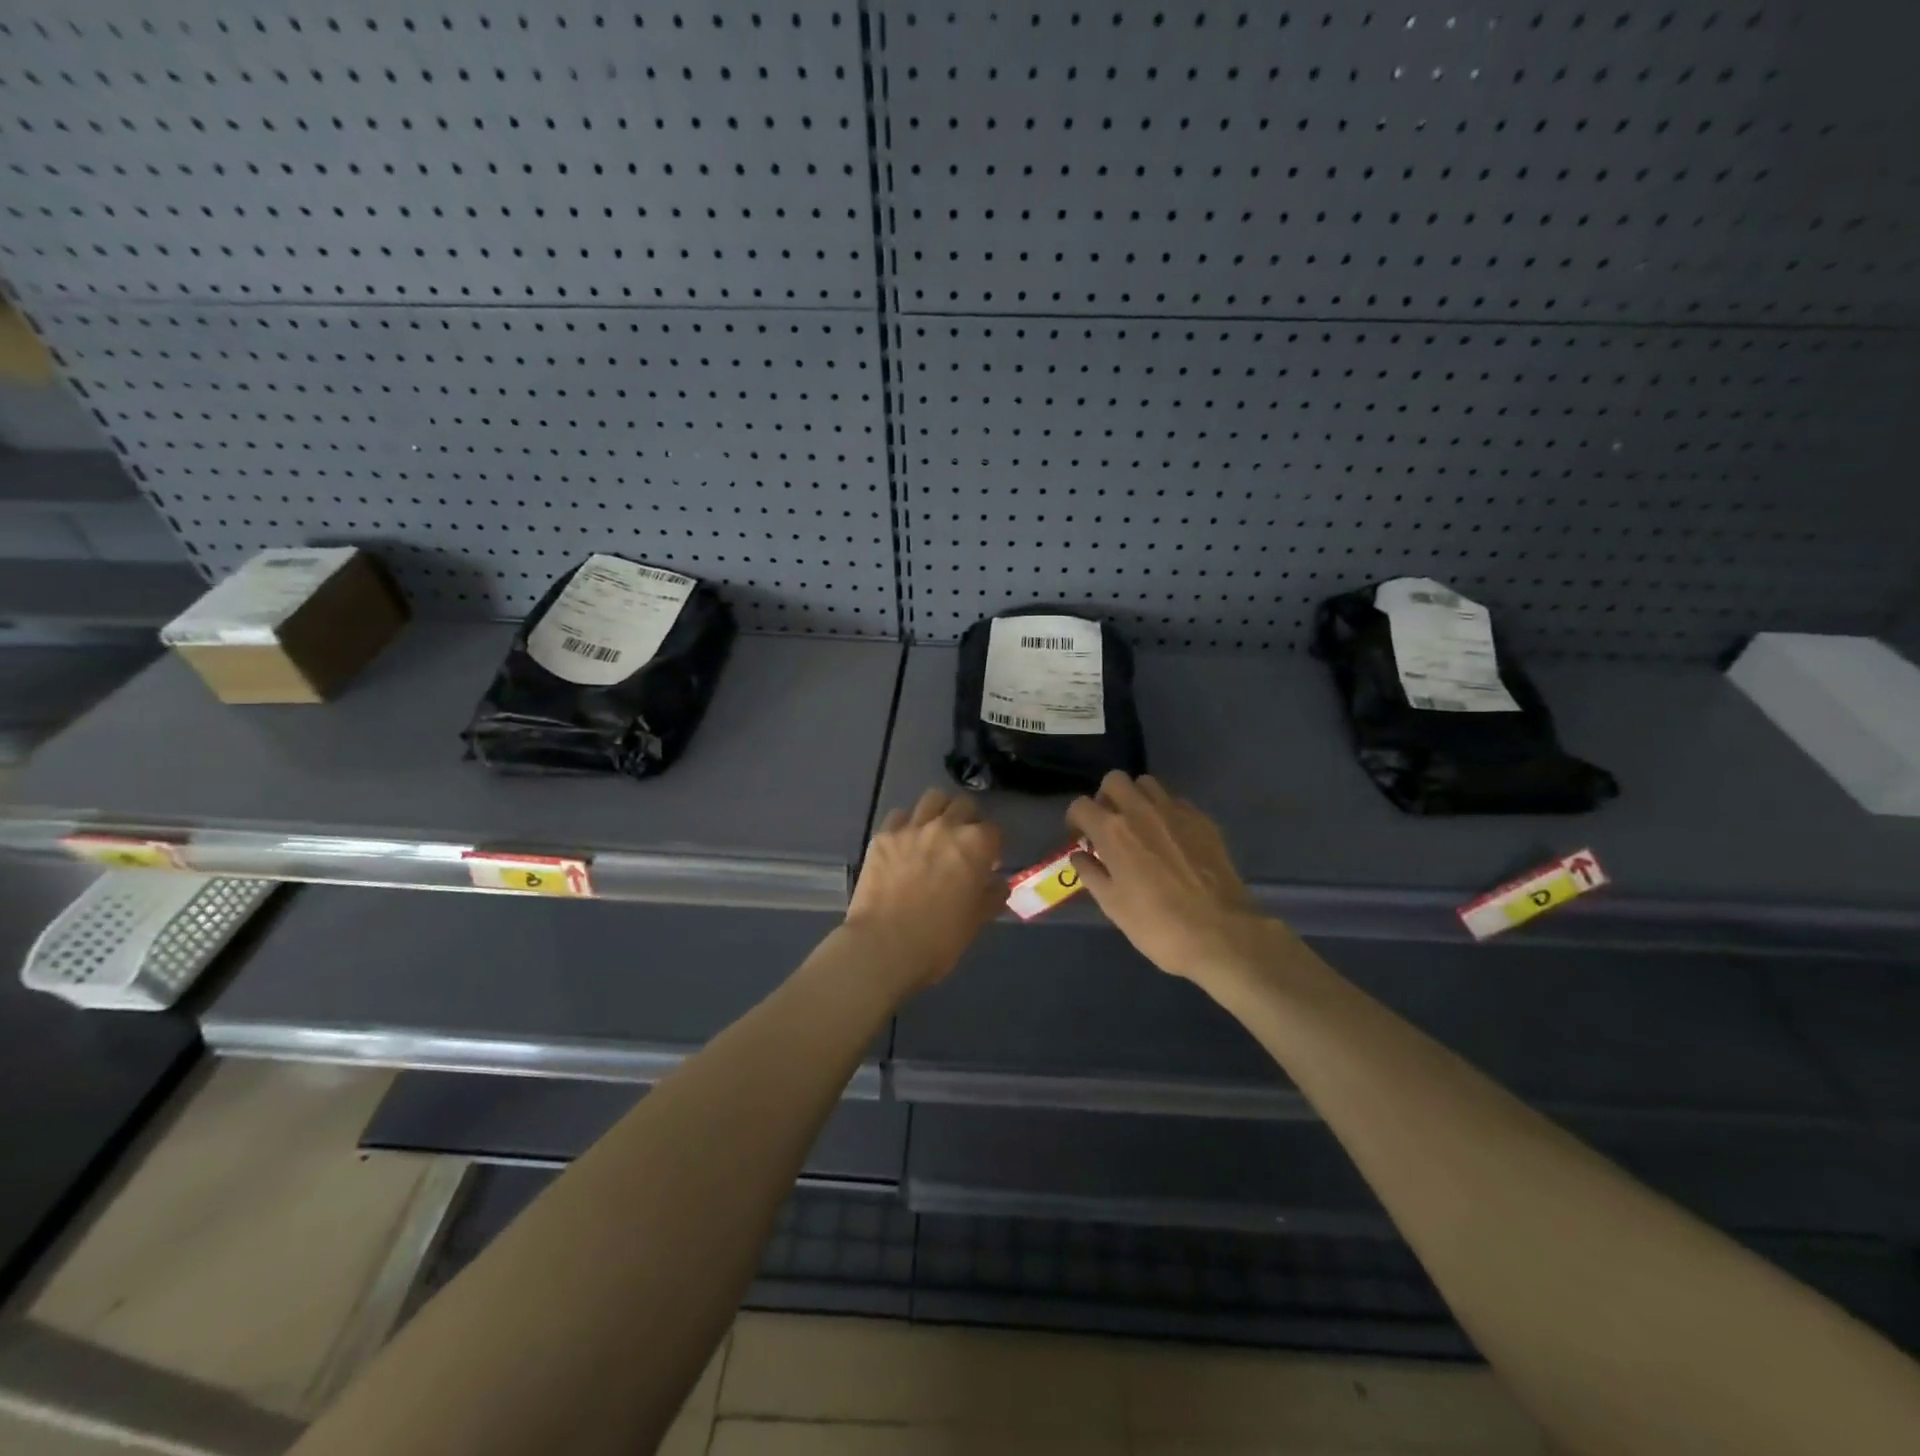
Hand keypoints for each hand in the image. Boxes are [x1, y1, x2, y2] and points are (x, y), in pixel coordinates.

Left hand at [845, 788, 1003, 993]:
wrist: (885, 946)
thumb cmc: (940, 939)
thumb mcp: (977, 920)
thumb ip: (992, 895)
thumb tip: (997, 883)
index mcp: (976, 844)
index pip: (993, 831)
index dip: (992, 846)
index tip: (988, 862)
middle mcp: (946, 826)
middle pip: (964, 805)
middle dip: (968, 819)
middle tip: (963, 842)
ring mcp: (912, 828)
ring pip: (932, 799)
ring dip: (939, 811)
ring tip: (935, 832)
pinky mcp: (883, 836)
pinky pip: (899, 816)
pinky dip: (906, 824)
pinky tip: (905, 842)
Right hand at [1066, 772, 1278, 986]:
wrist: (1220, 934)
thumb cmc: (1157, 925)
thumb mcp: (1112, 905)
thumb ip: (1091, 874)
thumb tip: (1079, 855)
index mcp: (1113, 831)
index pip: (1081, 805)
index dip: (1075, 819)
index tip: (1081, 837)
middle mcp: (1141, 811)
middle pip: (1115, 780)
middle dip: (1106, 797)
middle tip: (1109, 825)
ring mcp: (1176, 812)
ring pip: (1147, 784)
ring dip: (1137, 798)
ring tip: (1140, 826)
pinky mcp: (1202, 820)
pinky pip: (1176, 801)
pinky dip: (1166, 811)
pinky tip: (1171, 838)